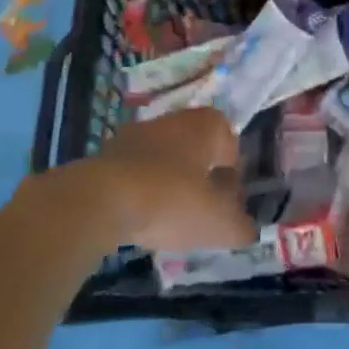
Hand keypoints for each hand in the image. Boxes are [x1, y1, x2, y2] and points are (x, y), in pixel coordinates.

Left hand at [81, 108, 249, 253]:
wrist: (101, 200)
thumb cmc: (172, 201)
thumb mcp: (218, 223)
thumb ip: (240, 227)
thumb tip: (247, 229)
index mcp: (207, 125)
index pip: (230, 145)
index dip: (232, 177)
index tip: (227, 205)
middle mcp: (174, 119)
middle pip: (197, 150)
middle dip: (201, 178)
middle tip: (201, 212)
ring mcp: (137, 133)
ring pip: (165, 159)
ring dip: (170, 184)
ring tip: (169, 219)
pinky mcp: (107, 153)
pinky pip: (136, 171)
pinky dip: (142, 190)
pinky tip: (140, 217)